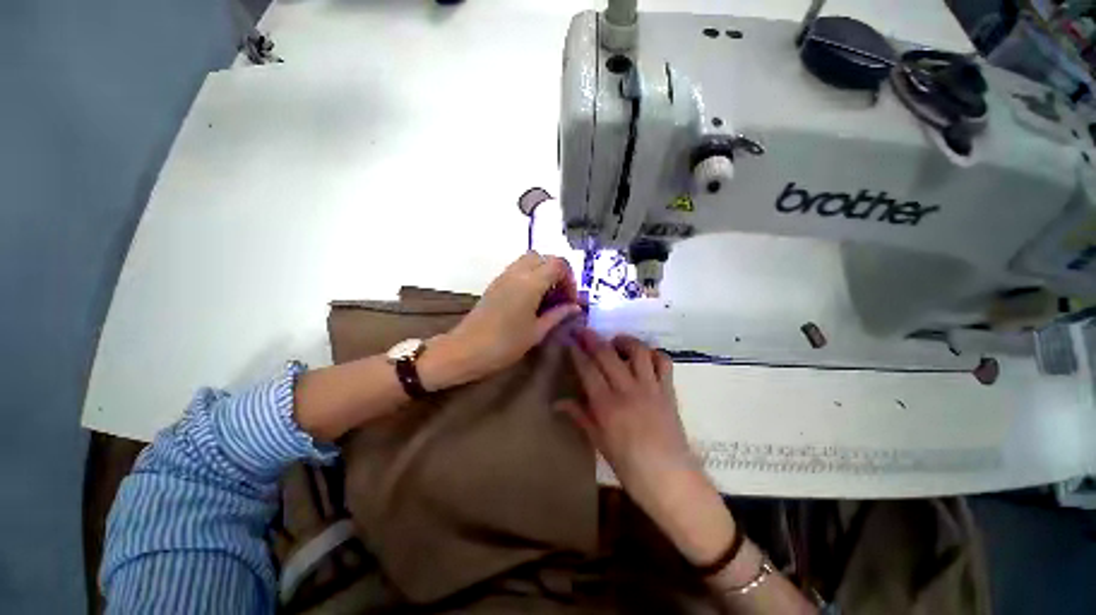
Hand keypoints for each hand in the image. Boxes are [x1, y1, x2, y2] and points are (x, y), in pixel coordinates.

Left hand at [420, 252, 581, 390]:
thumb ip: (558, 315)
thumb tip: (575, 307)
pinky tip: (531, 299)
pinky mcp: (495, 283)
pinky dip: (530, 276)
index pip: (558, 264)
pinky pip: (518, 268)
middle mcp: (517, 273)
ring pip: (529, 260)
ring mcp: (504, 276)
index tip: (570, 300)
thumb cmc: (505, 344)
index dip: (570, 279)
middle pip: (544, 257)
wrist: (467, 349)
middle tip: (560, 295)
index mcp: (531, 283)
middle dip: (557, 272)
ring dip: (543, 272)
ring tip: (547, 297)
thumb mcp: (537, 331)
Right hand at [559, 329, 736, 565]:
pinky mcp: (668, 390)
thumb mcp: (599, 442)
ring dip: (624, 340)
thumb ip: (580, 416)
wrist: (671, 480)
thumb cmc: (630, 466)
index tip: (570, 339)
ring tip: (615, 341)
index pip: (587, 369)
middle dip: (592, 338)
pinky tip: (644, 356)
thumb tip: (557, 403)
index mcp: (606, 405)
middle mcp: (627, 390)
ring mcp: (650, 388)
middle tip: (583, 330)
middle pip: (607, 354)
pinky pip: (663, 362)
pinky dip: (653, 354)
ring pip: (637, 351)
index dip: (577, 352)